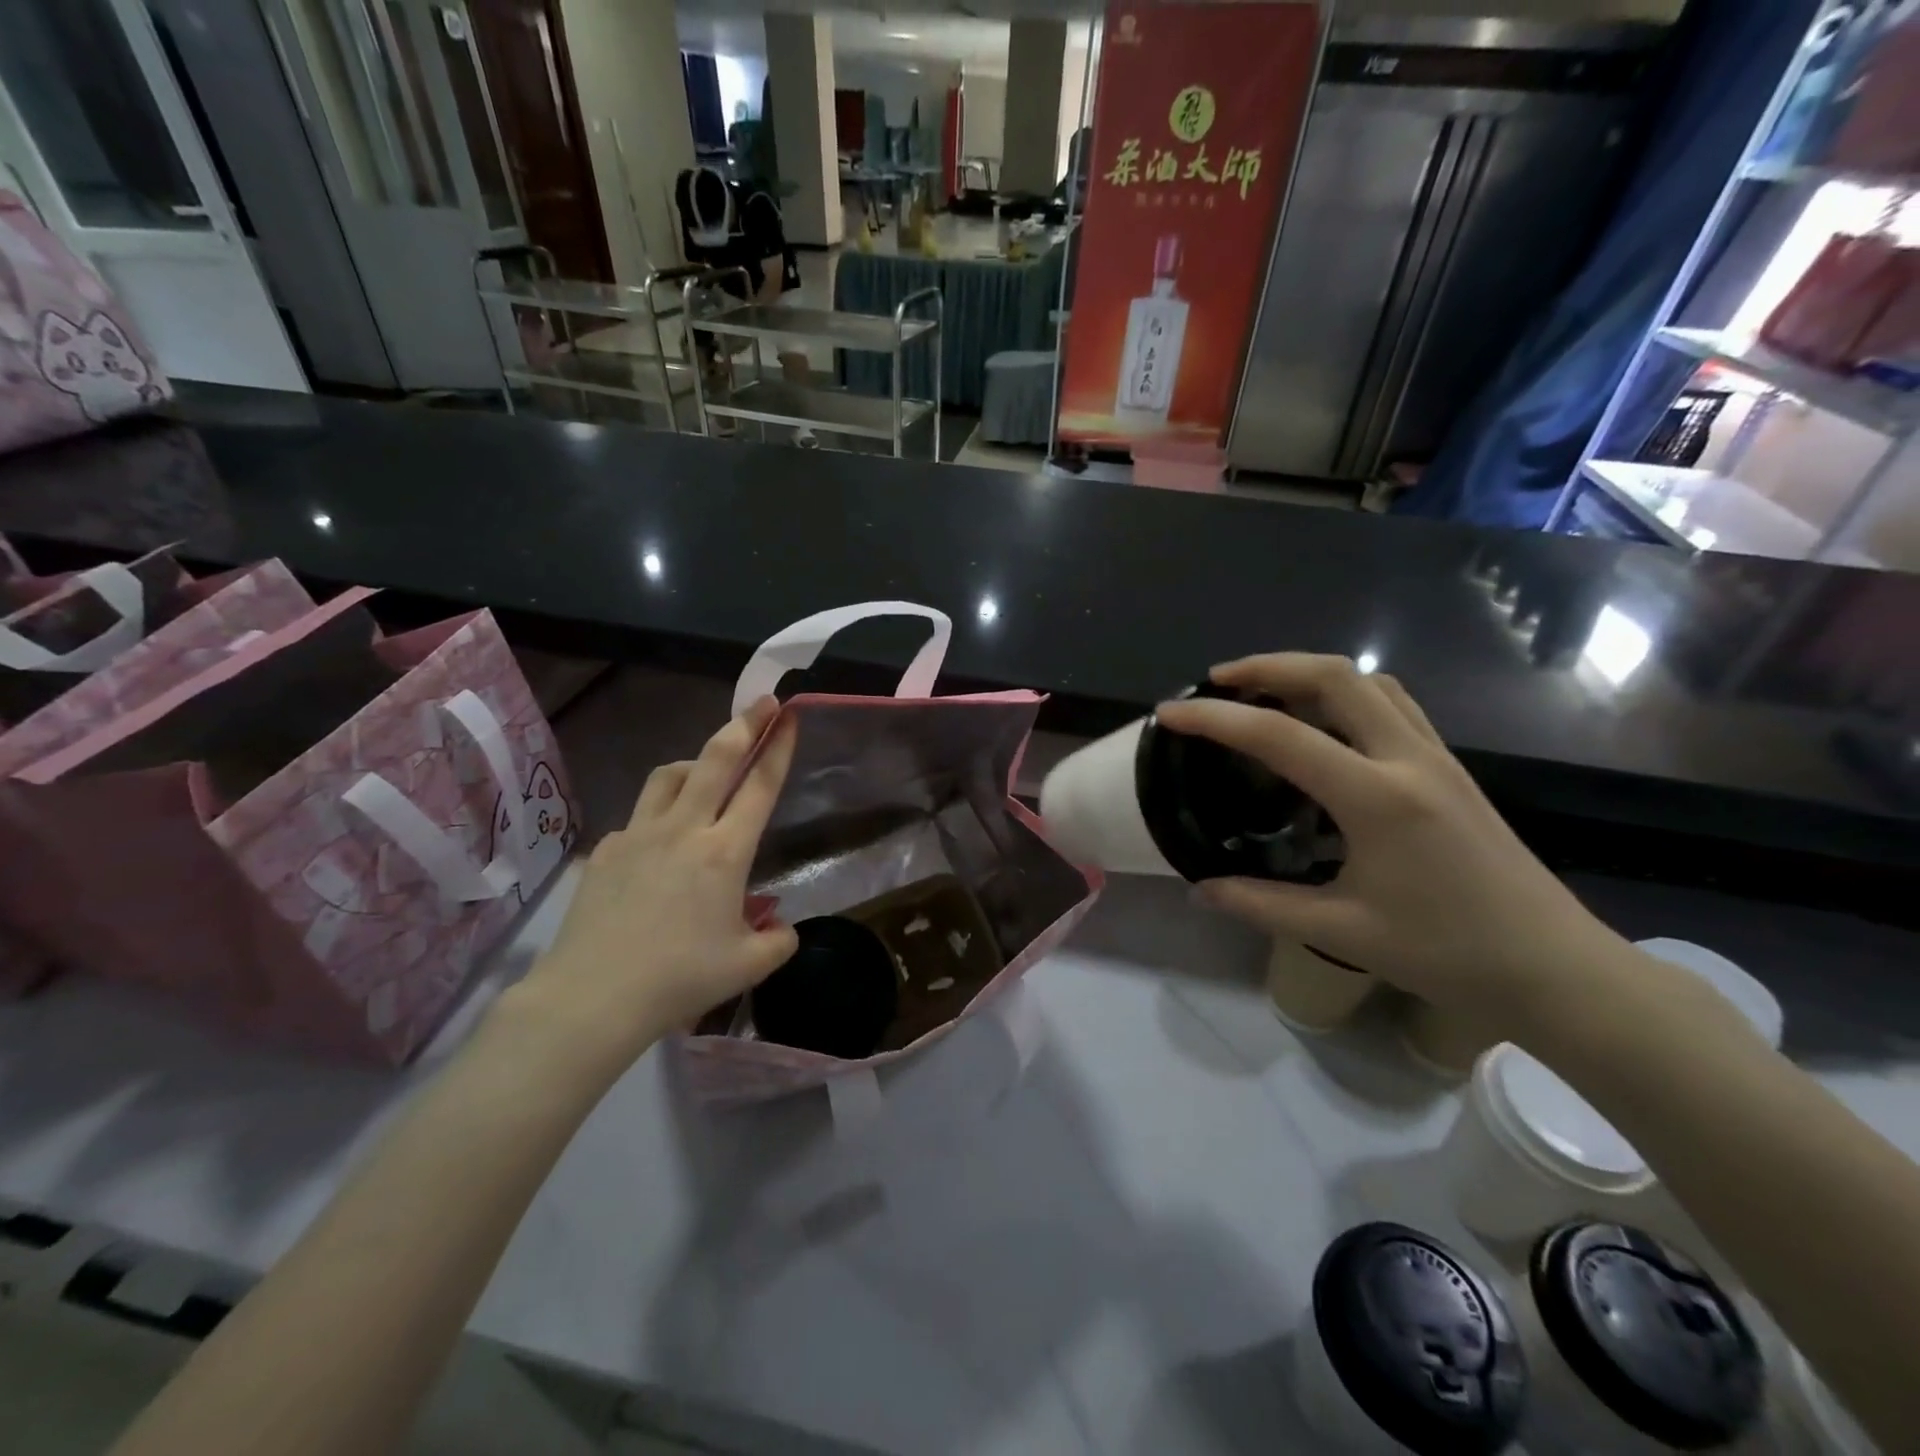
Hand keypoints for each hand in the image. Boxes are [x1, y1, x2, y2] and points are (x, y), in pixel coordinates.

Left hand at [502, 696, 799, 1070]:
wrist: (592, 997)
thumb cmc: (679, 979)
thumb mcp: (747, 967)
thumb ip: (778, 942)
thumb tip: (782, 929)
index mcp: (725, 852)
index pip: (759, 785)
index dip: (778, 746)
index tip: (789, 714)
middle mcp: (684, 829)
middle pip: (716, 759)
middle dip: (744, 724)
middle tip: (762, 702)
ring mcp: (640, 834)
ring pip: (670, 775)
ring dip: (697, 761)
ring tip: (707, 770)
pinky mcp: (608, 850)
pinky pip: (641, 816)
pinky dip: (660, 813)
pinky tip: (662, 844)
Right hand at [1155, 655, 1623, 1029]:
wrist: (1557, 970)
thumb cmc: (1449, 954)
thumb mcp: (1343, 931)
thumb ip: (1260, 903)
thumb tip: (1199, 889)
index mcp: (1377, 798)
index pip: (1280, 736)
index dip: (1216, 718)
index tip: (1170, 713)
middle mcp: (1408, 758)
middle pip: (1334, 675)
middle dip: (1268, 665)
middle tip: (1217, 682)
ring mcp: (1435, 757)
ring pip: (1369, 681)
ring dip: (1308, 672)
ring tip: (1263, 690)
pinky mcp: (1448, 768)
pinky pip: (1391, 703)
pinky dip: (1344, 692)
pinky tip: (1321, 723)